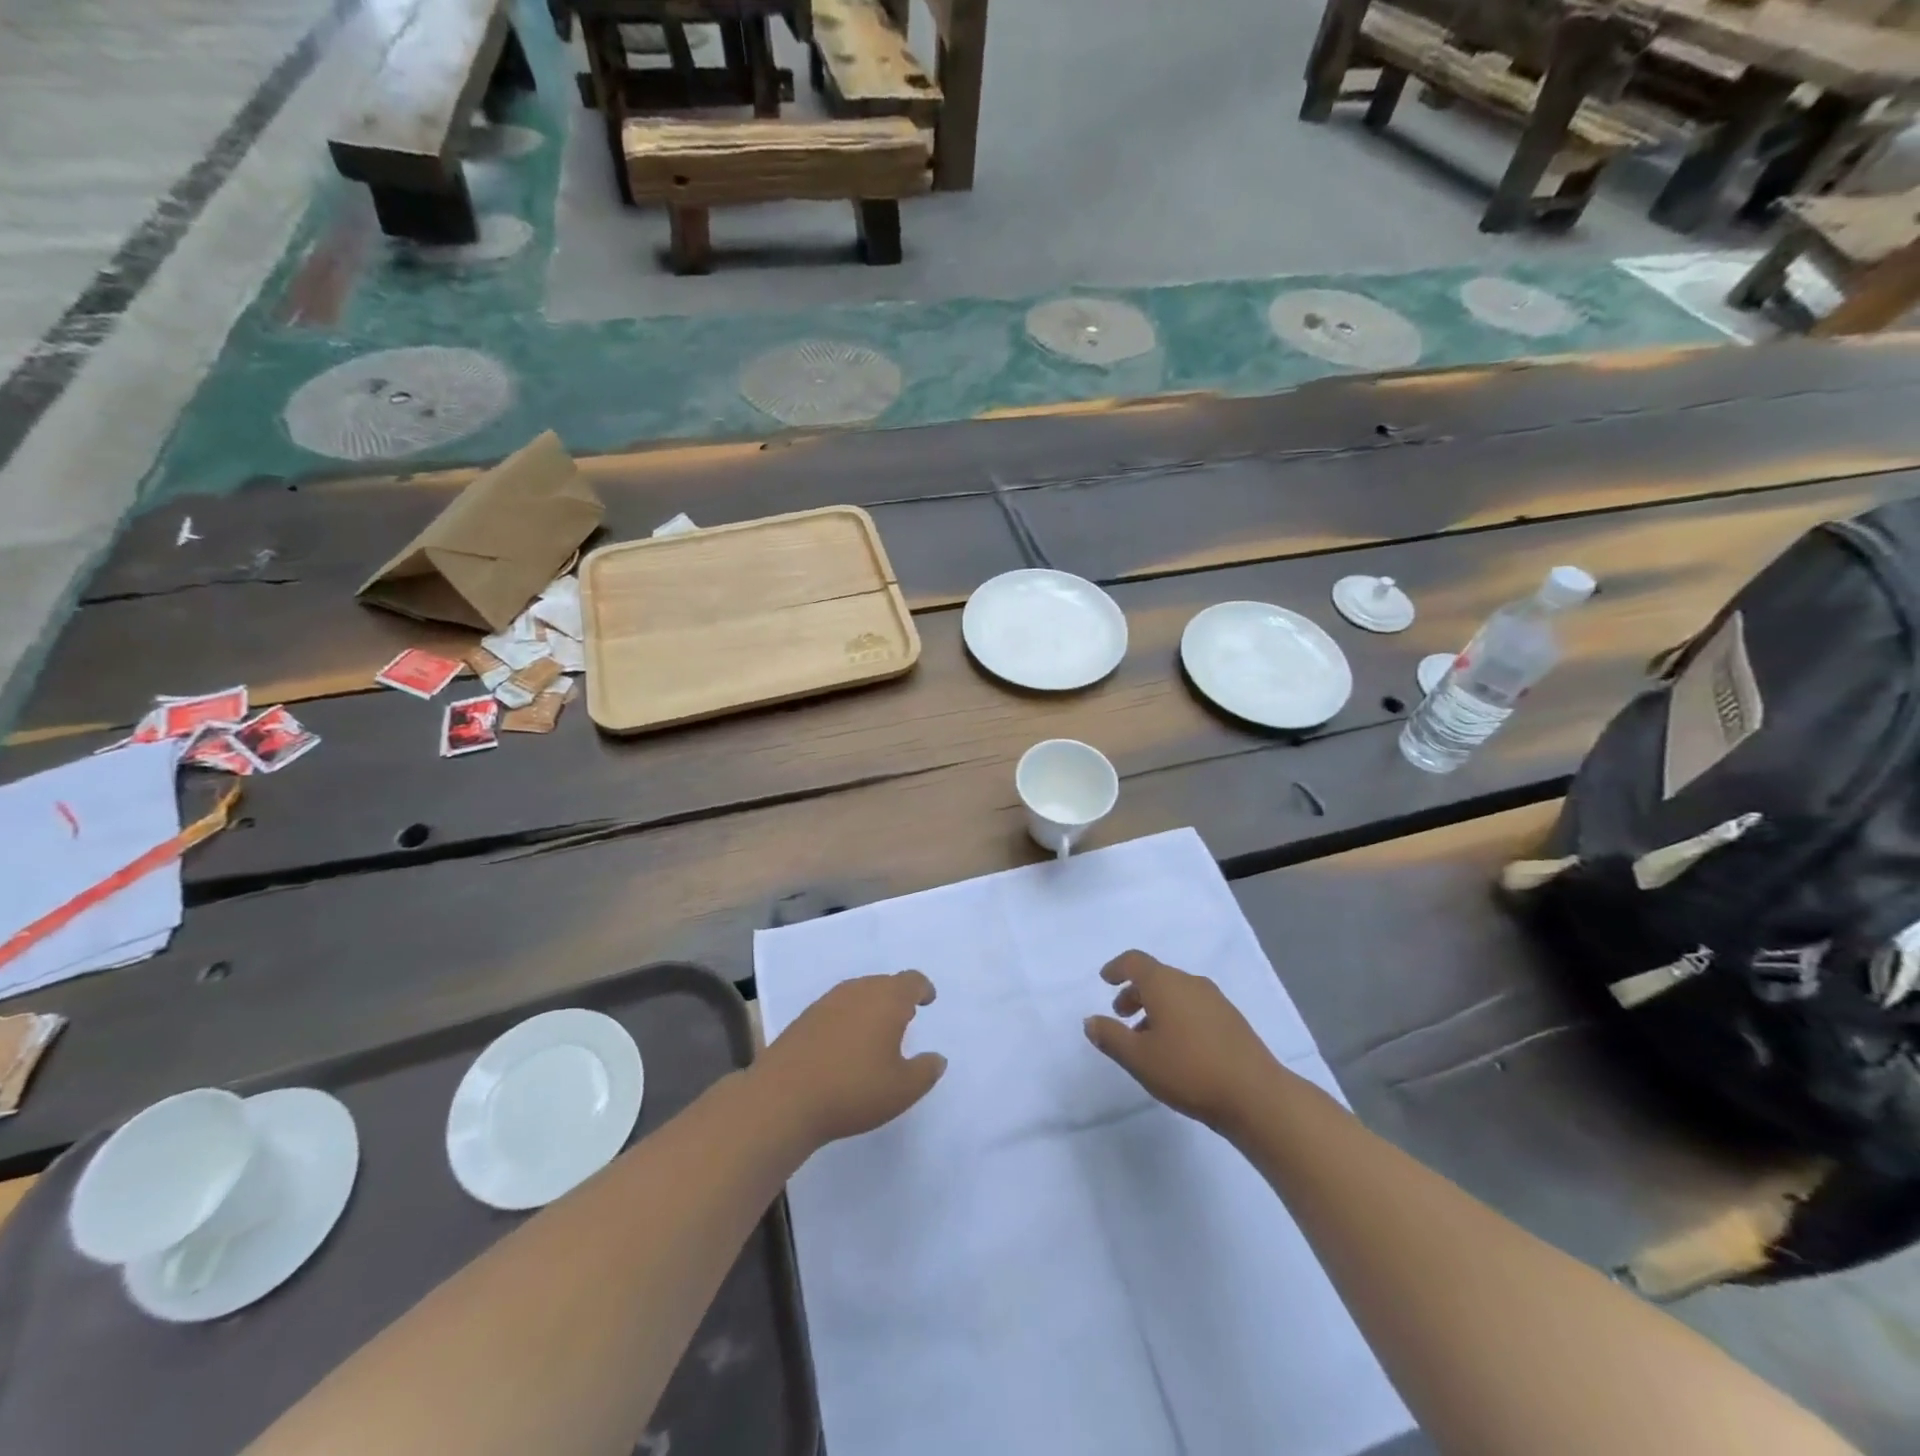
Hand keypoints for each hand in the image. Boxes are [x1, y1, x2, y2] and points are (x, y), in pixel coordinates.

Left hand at [758, 972, 946, 1146]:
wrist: (783, 1098)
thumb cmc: (853, 1089)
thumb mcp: (902, 1089)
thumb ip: (926, 1071)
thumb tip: (936, 1058)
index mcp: (887, 999)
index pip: (911, 981)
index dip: (923, 989)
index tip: (928, 1000)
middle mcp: (857, 991)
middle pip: (884, 983)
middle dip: (897, 998)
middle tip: (905, 1019)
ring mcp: (827, 1002)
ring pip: (858, 994)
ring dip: (871, 1007)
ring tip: (876, 1033)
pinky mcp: (804, 1018)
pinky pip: (836, 1009)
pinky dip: (848, 1019)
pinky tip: (845, 1045)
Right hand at [1083, 950, 1280, 1132]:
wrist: (1256, 1095)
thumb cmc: (1188, 1070)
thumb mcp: (1138, 1058)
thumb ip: (1110, 1036)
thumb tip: (1090, 1020)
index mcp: (1165, 983)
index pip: (1135, 961)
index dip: (1117, 968)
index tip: (1105, 980)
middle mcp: (1190, 983)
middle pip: (1156, 977)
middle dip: (1135, 992)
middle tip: (1121, 1015)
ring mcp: (1215, 1000)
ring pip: (1176, 993)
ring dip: (1156, 1008)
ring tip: (1146, 1039)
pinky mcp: (1232, 1020)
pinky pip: (1194, 1007)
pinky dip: (1177, 1016)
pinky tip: (1177, 1048)